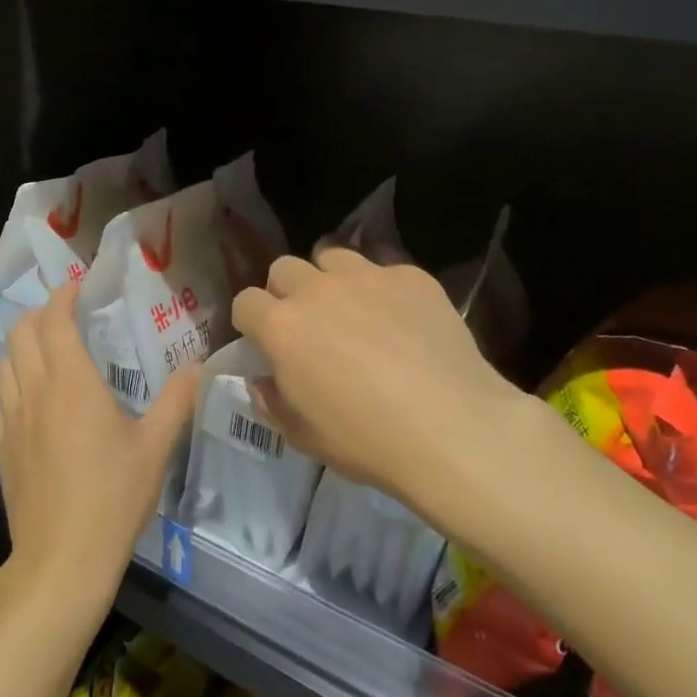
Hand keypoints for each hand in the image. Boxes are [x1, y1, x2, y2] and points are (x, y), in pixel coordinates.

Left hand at [0, 281, 201, 617]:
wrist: (61, 560)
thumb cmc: (113, 498)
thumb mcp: (155, 448)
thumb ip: (177, 401)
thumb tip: (199, 365)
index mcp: (71, 383)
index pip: (55, 320)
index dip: (63, 296)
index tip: (79, 286)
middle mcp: (35, 391)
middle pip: (22, 332)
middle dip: (42, 314)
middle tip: (69, 316)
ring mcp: (13, 419)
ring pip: (6, 361)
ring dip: (24, 344)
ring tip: (50, 350)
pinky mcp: (3, 446)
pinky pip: (2, 395)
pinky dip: (15, 378)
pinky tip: (36, 397)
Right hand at [231, 247, 525, 510]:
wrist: (451, 428)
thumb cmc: (366, 440)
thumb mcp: (303, 436)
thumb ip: (273, 401)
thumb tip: (264, 379)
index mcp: (282, 327)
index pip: (245, 301)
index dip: (251, 321)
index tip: (264, 341)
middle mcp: (316, 290)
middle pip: (283, 268)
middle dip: (286, 291)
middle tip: (308, 324)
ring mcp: (366, 276)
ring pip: (331, 256)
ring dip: (330, 279)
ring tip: (352, 309)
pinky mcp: (411, 276)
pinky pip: (384, 269)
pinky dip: (383, 289)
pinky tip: (402, 320)